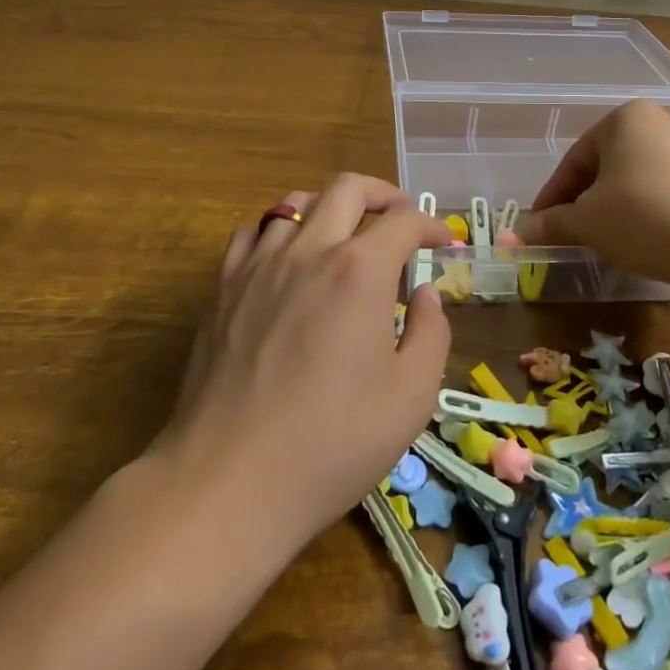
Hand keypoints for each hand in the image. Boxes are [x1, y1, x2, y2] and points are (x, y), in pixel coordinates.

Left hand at [162, 175, 452, 552]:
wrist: (229, 481)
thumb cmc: (332, 443)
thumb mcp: (411, 397)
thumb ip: (431, 333)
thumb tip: (423, 293)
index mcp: (360, 270)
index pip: (405, 221)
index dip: (433, 226)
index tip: (445, 244)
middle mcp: (309, 249)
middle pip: (348, 188)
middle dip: (384, 194)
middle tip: (401, 219)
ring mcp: (259, 264)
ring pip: (296, 201)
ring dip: (331, 206)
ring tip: (346, 233)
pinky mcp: (223, 286)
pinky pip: (253, 231)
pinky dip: (280, 229)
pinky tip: (288, 255)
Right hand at [518, 100, 669, 289]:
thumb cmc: (643, 217)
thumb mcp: (587, 221)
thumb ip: (552, 223)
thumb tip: (522, 233)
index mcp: (623, 119)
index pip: (574, 159)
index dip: (552, 196)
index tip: (539, 226)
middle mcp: (657, 124)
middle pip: (604, 167)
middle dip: (582, 202)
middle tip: (568, 234)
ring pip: (632, 181)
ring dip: (611, 210)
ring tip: (603, 242)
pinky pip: (661, 193)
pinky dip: (642, 215)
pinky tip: (641, 242)